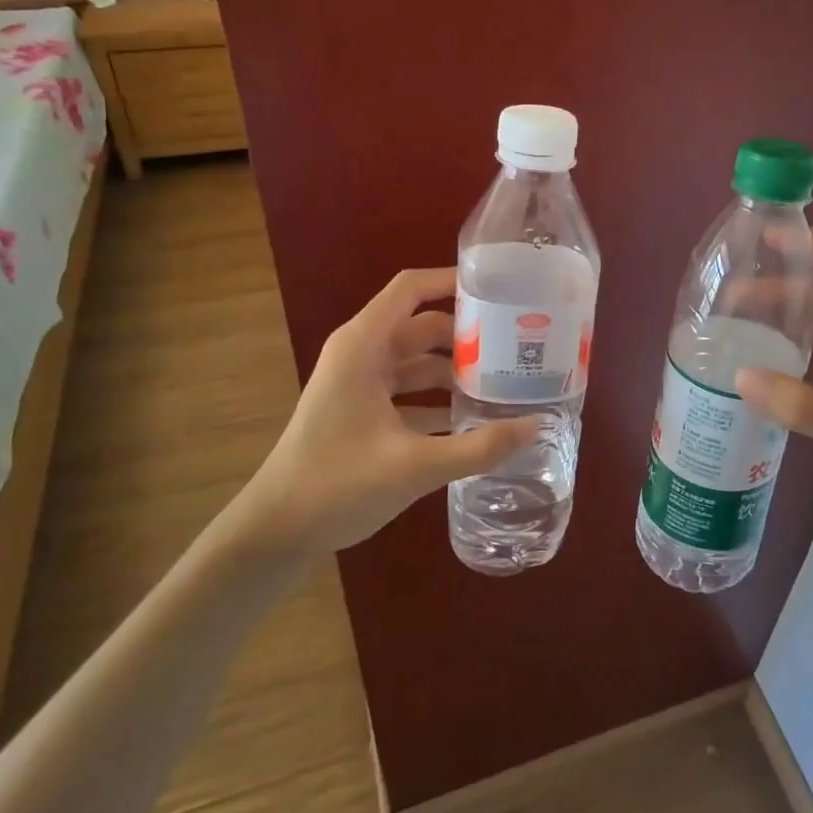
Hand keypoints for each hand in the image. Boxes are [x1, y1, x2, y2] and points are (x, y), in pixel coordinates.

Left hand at [227, 268, 539, 556]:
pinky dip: (438, 398)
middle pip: (422, 325)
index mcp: (363, 346)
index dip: (452, 280)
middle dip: (467, 334)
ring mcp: (360, 383)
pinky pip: (409, 390)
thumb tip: (537, 426)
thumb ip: (479, 446)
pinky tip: (475, 419)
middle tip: (517, 344)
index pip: (411, 289)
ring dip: (456, 369)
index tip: (499, 288)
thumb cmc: (336, 485)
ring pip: (418, 361)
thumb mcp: (415, 466)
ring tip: (506, 382)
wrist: (275, 532)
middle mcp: (361, 354)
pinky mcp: (361, 411)